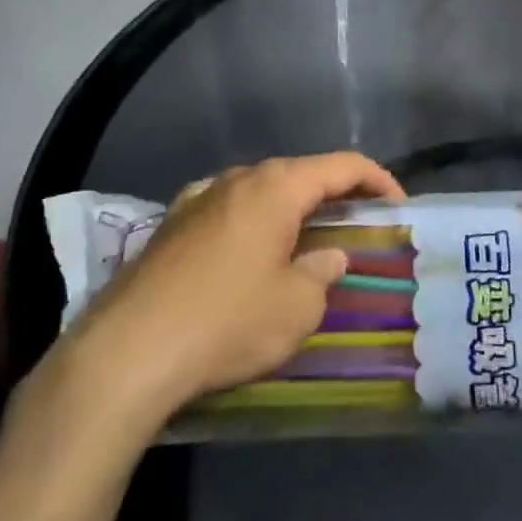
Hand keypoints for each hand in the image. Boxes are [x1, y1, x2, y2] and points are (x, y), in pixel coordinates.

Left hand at [50, 153, 403, 441]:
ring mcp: (196, 199)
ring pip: (259, 190)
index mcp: (276, 187)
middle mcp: (237, 179)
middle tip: (356, 224)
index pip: (342, 165)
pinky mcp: (168, 226)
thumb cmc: (226, 324)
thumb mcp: (296, 308)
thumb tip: (327, 257)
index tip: (397, 206)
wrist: (124, 355)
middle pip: (299, 173)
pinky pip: (225, 210)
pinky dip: (251, 222)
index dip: (378, 180)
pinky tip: (247, 251)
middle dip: (334, 193)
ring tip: (305, 238)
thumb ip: (321, 273)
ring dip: (290, 207)